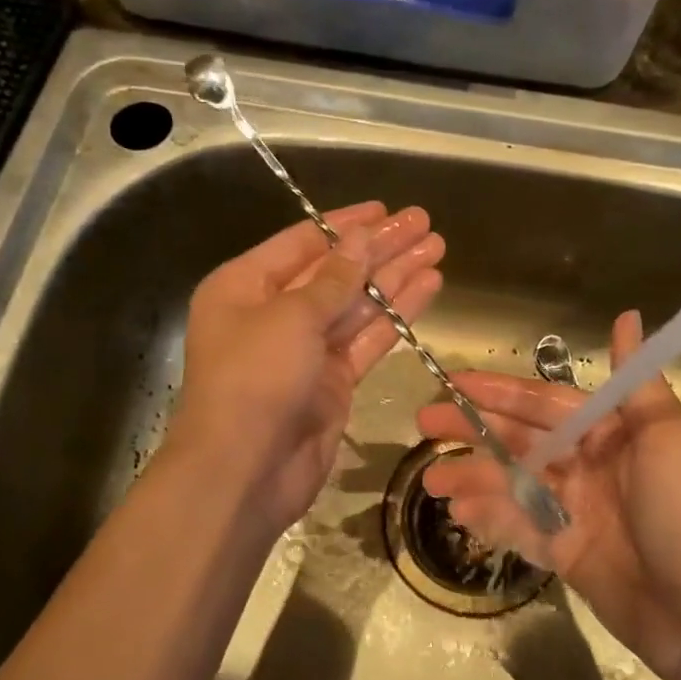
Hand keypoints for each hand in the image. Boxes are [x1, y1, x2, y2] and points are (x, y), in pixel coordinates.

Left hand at [171, 201, 443, 537]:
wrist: (244, 470)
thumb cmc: (254, 378)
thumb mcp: (290, 316)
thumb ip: (333, 278)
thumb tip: (361, 238)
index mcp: (244, 286)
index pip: (302, 242)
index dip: (345, 224)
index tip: (385, 209)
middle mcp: (273, 313)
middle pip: (335, 271)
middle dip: (379, 248)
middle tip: (424, 223)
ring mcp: (305, 350)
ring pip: (357, 304)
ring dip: (395, 277)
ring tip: (437, 248)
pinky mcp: (332, 382)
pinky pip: (368, 339)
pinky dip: (396, 316)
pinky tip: (428, 288)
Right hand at [416, 310, 680, 679]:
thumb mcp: (668, 439)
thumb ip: (638, 382)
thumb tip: (628, 316)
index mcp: (613, 434)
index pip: (546, 403)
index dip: (500, 392)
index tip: (453, 382)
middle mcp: (589, 466)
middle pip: (521, 441)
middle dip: (473, 430)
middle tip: (422, 425)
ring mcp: (574, 512)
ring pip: (512, 484)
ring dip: (472, 476)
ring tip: (431, 479)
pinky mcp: (564, 554)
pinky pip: (519, 528)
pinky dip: (489, 517)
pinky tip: (458, 510)